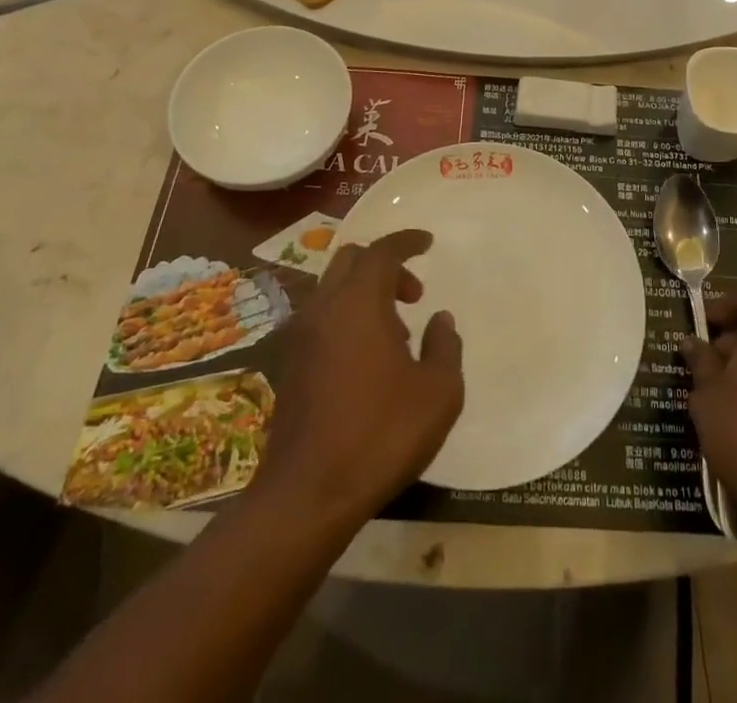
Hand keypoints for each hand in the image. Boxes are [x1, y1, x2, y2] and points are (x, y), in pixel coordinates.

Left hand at [257, 230, 462, 526]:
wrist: (307, 495)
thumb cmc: (381, 435)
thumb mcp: (438, 393)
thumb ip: (445, 347)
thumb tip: (440, 320)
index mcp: (359, 302)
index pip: (382, 251)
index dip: (406, 241)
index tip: (428, 241)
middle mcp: (325, 308)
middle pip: (351, 260)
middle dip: (385, 265)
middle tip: (413, 293)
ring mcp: (301, 337)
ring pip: (333, 289)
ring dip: (366, 294)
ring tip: (398, 333)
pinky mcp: (290, 365)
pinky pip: (323, 318)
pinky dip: (348, 318)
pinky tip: (370, 360)